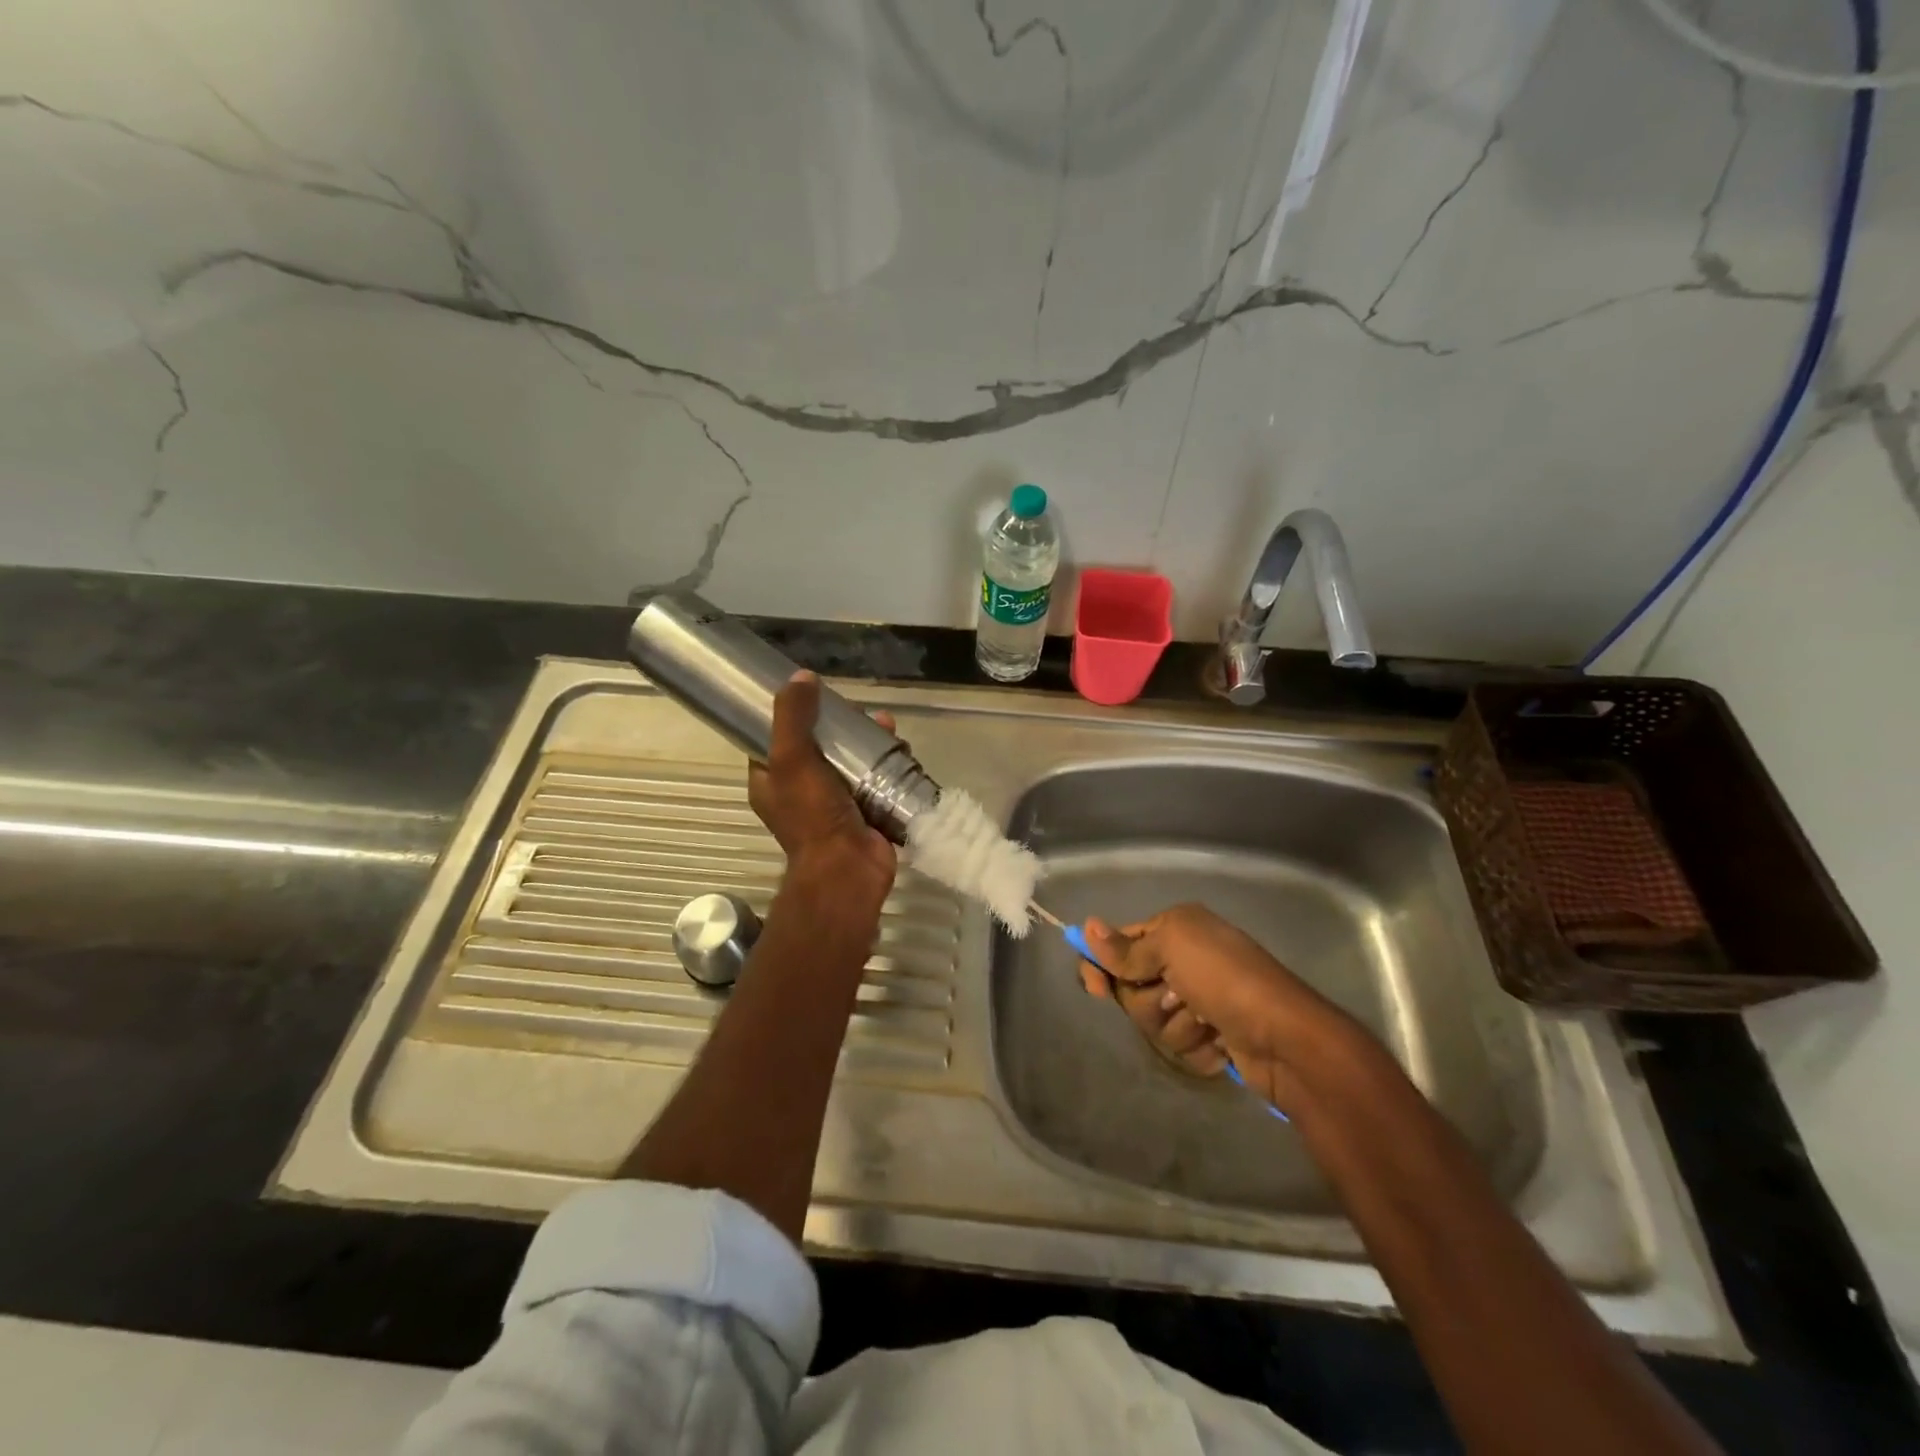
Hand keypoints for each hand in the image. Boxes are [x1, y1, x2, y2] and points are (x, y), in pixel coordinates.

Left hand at [748, 672, 896, 917]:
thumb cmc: (811, 816)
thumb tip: (802, 676)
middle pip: (822, 745)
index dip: (794, 714)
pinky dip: (888, 762)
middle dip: (843, 725)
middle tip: (861, 713)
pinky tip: (901, 748)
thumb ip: (792, 717)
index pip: (777, 738)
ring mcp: (836, 802)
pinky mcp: (867, 810)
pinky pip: (877, 778)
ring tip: (888, 727)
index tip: (817, 696)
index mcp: (772, 781)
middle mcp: (801, 791)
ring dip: (870, 740)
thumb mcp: (791, 759)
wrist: (848, 870)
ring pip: (853, 759)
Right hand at [1079, 903, 1335, 1103]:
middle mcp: (1184, 960)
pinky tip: (1220, 1042)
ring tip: (1207, 1021)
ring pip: (1153, 1021)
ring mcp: (1198, 1000)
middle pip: (1131, 988)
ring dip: (1177, 1026)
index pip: (1119, 944)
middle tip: (1177, 996)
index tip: (1094, 988)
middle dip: (1149, 1000)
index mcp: (1175, 930)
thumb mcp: (1172, 948)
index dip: (1101, 965)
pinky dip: (1197, 1047)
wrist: (1284, 1037)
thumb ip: (1126, 948)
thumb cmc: (1225, 979)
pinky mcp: (1210, 1036)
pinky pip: (1179, 1046)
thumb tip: (1086, 927)